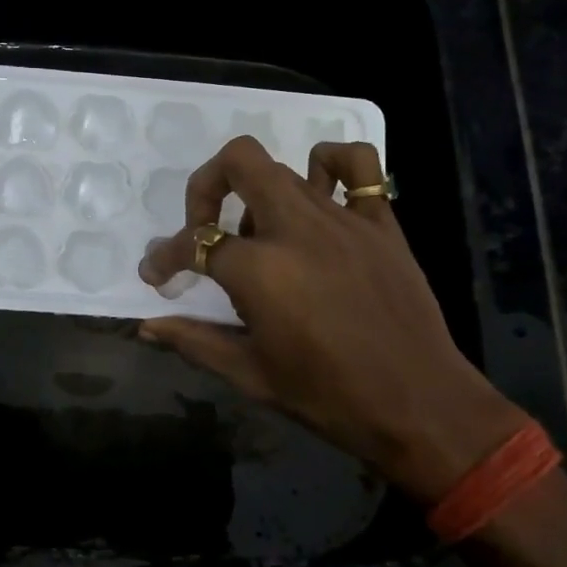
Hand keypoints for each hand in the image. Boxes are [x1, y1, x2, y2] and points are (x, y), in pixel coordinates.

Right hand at [138, 136, 524, 501]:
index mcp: (259, 270)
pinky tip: (320, 189)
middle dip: (205, 187)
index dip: (164, 258)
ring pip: (286, 169)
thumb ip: (194, 340)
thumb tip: (147, 326)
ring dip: (258, 195)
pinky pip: (357, 165)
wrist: (418, 404)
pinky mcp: (381, 222)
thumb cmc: (328, 397)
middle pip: (239, 163)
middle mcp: (296, 228)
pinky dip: (331, 162)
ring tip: (261, 237)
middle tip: (203, 227)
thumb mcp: (251, 374)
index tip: (156, 274)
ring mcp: (344, 218)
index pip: (194, 244)